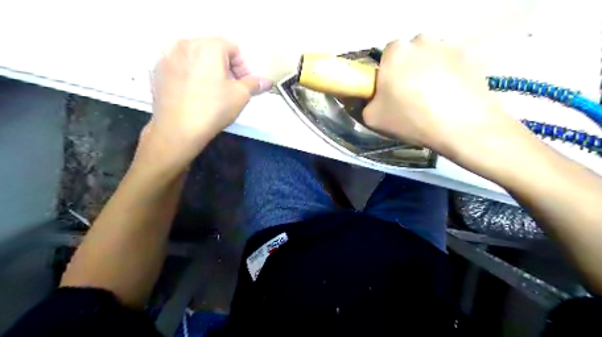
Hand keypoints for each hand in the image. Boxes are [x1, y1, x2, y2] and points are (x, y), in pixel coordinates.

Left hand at [140, 36, 271, 166]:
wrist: (178, 129)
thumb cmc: (214, 109)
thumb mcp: (241, 96)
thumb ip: (254, 84)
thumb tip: (267, 82)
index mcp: (208, 46)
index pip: (233, 49)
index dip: (243, 67)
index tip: (244, 84)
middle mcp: (185, 44)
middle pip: (213, 50)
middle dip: (225, 67)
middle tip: (230, 88)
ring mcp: (167, 56)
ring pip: (195, 58)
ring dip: (207, 70)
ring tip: (211, 91)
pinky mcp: (157, 71)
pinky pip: (180, 67)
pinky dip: (190, 75)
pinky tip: (193, 94)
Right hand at [361, 35, 522, 156]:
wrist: (462, 127)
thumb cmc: (411, 119)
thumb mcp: (373, 118)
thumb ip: (364, 103)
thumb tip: (369, 98)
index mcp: (395, 51)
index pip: (386, 58)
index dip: (387, 76)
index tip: (391, 94)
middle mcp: (421, 41)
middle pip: (409, 56)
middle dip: (407, 72)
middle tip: (411, 97)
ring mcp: (448, 46)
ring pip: (429, 59)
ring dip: (427, 74)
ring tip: (432, 100)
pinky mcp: (469, 57)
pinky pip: (449, 66)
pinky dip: (447, 78)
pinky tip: (449, 98)